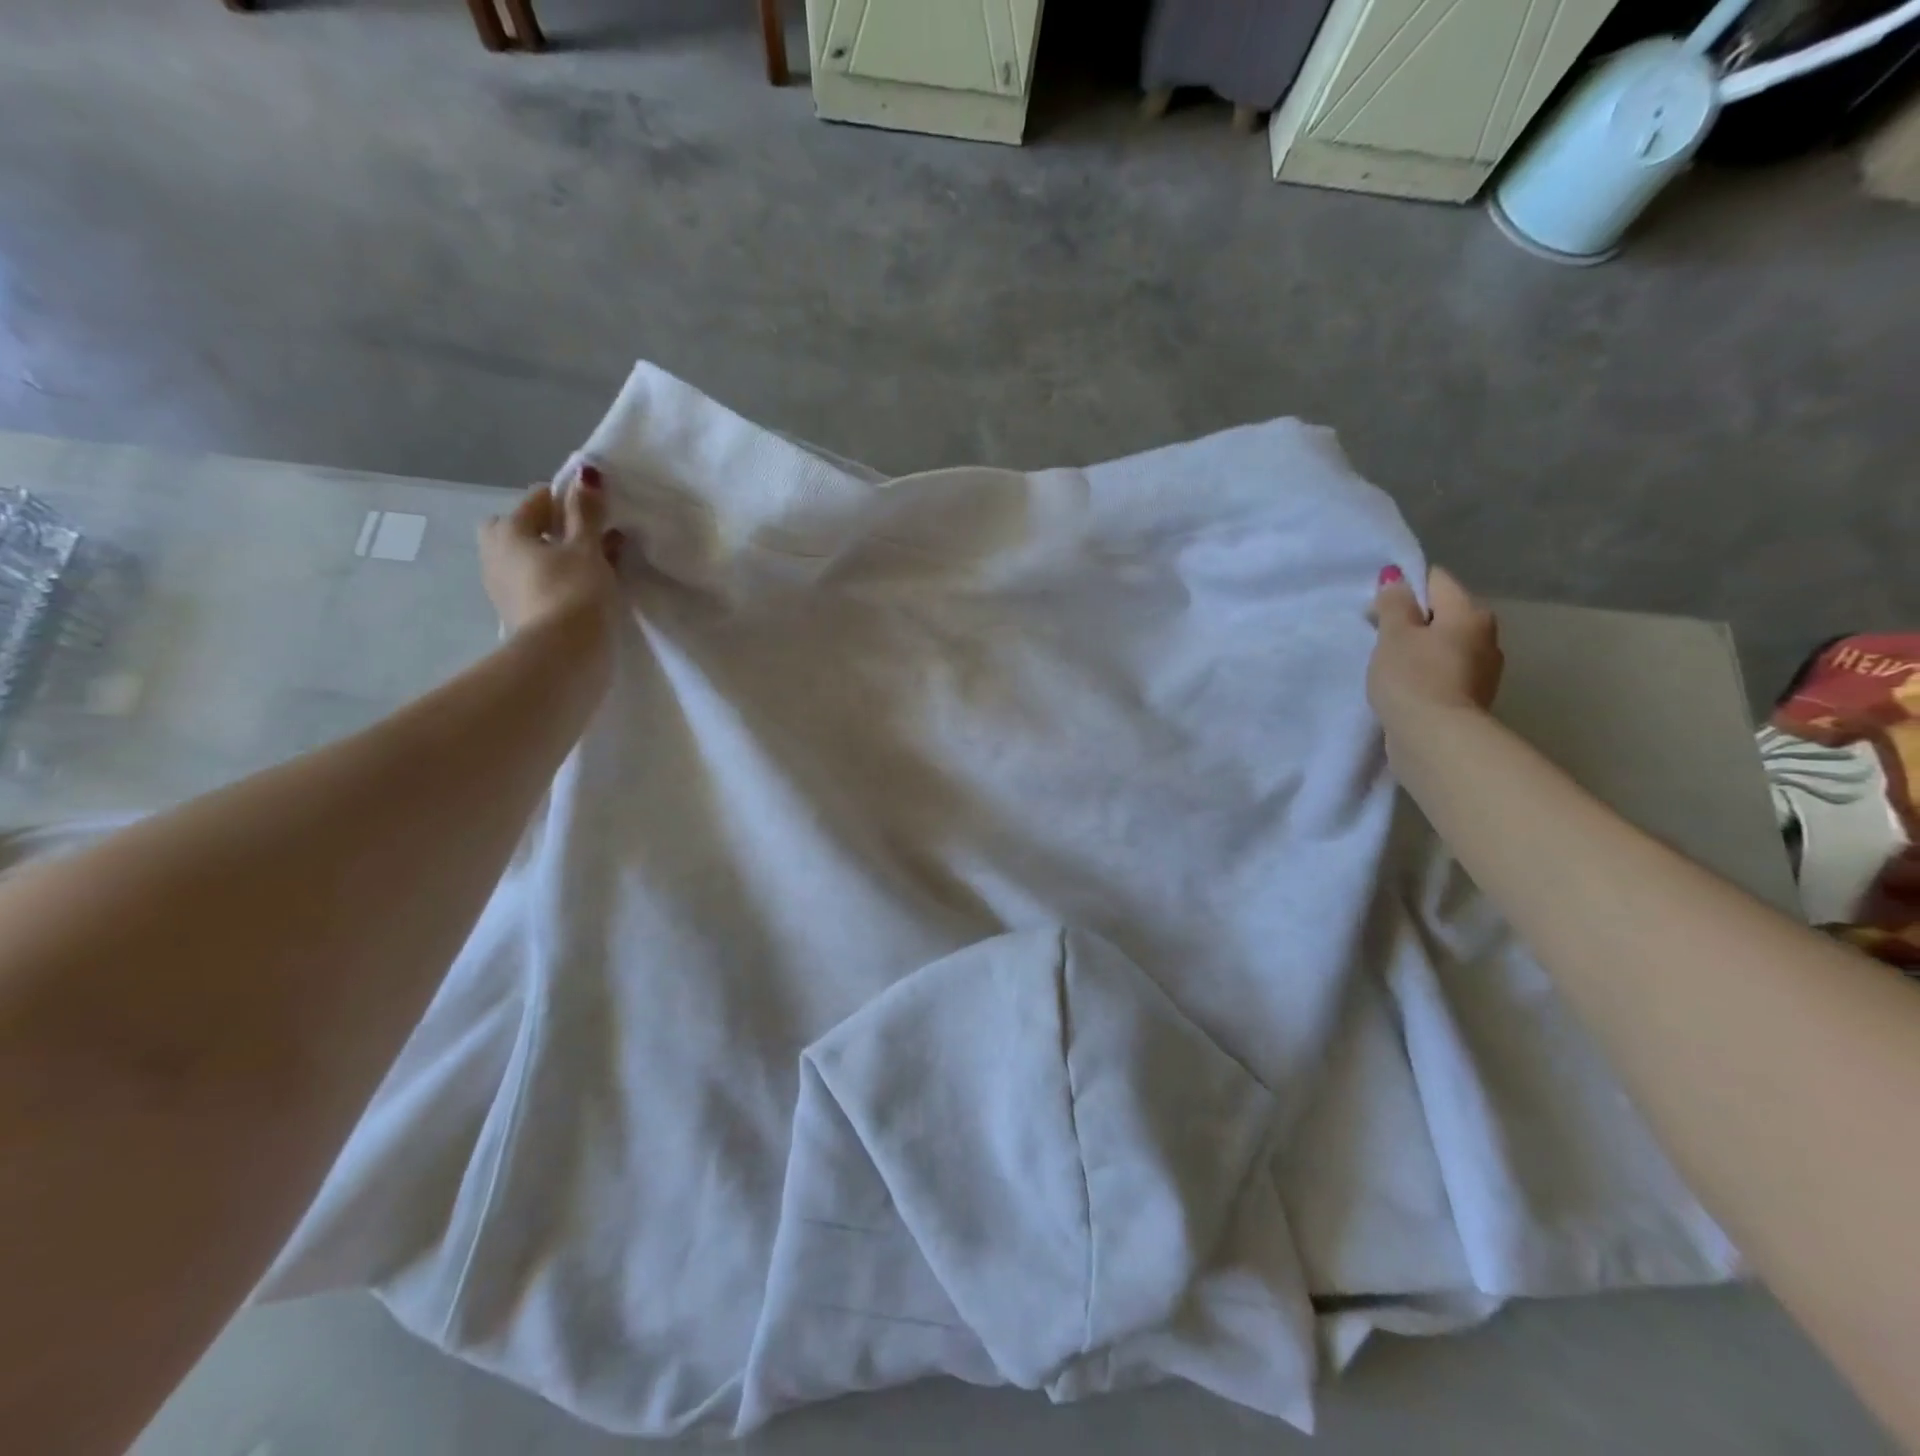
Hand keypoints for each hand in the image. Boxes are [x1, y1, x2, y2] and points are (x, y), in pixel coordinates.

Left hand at [478, 465, 624, 637]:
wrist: (563, 656)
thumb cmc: (574, 592)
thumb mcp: (587, 549)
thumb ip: (586, 512)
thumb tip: (586, 474)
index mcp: (507, 530)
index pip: (537, 499)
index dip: (567, 499)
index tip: (596, 512)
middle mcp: (495, 554)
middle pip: (520, 528)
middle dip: (548, 528)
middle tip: (583, 539)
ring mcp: (502, 587)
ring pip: (528, 558)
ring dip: (553, 556)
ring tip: (589, 566)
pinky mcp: (516, 613)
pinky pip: (535, 583)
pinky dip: (554, 580)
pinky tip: (580, 590)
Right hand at [1367, 565, 1502, 733]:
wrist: (1435, 738)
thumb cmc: (1412, 677)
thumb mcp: (1394, 635)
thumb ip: (1394, 604)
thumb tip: (1397, 579)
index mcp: (1470, 613)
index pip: (1436, 581)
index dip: (1405, 587)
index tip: (1378, 608)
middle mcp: (1485, 636)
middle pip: (1443, 614)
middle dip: (1413, 621)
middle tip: (1379, 638)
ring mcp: (1483, 670)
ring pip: (1444, 645)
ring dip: (1420, 650)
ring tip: (1389, 666)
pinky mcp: (1471, 698)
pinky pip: (1444, 672)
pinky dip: (1426, 674)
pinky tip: (1405, 687)